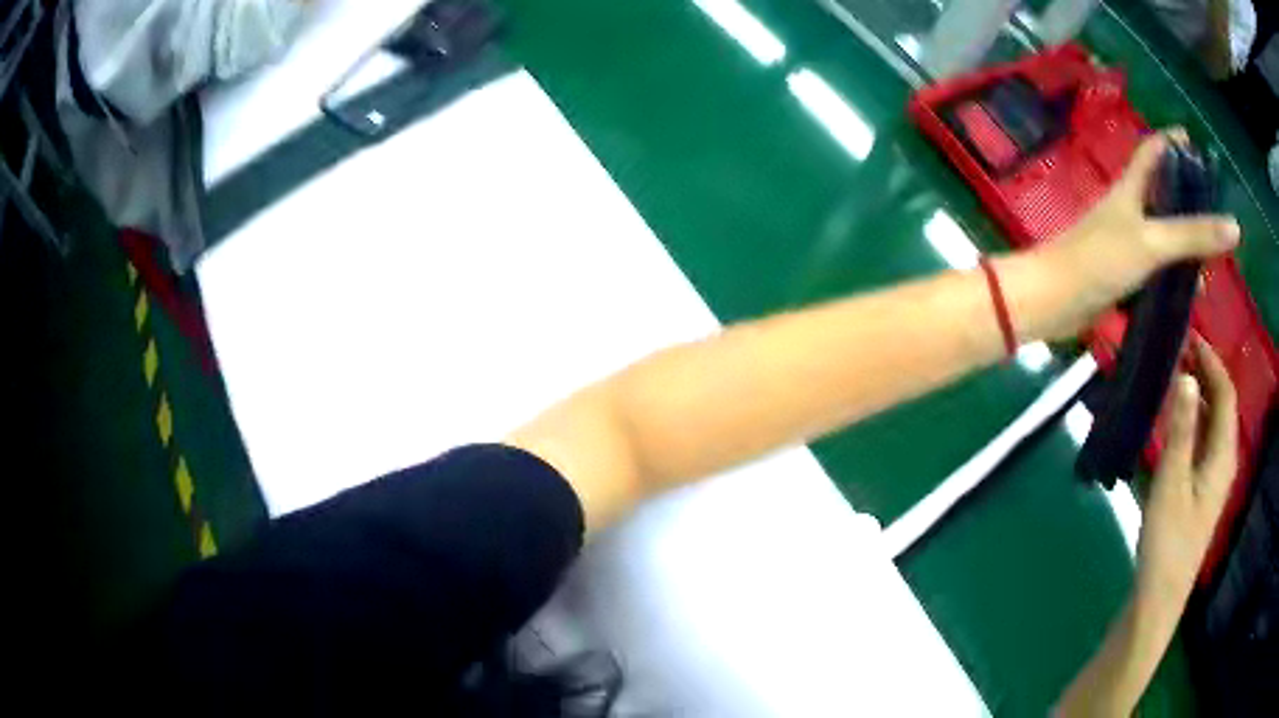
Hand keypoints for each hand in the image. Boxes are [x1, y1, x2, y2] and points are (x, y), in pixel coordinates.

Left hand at [1039, 131, 1238, 339]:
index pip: (1153, 150)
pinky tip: (1188, 286)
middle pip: (1162, 191)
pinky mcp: (1121, 271)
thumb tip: (1233, 226)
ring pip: (1161, 231)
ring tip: (1210, 255)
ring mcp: (1124, 240)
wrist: (1055, 300)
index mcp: (1131, 187)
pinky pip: (1154, 264)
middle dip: (1187, 196)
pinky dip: (1172, 269)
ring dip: (1184, 239)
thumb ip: (1192, 235)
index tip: (1193, 140)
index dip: (1171, 140)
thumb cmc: (1101, 259)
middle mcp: (1128, 208)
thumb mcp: (1152, 242)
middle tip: (1214, 210)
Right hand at [1135, 337, 1238, 617]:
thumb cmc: (1168, 540)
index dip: (1212, 361)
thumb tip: (1186, 375)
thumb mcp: (1172, 483)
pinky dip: (1194, 420)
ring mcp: (1214, 477)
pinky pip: (1204, 441)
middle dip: (1206, 374)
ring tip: (1176, 378)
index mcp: (1224, 454)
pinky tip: (1176, 422)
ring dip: (1199, 396)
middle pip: (1222, 405)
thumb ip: (1182, 429)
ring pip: (1213, 423)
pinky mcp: (1202, 490)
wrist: (1159, 596)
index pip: (1226, 392)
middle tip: (1179, 352)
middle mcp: (1224, 459)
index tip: (1190, 337)